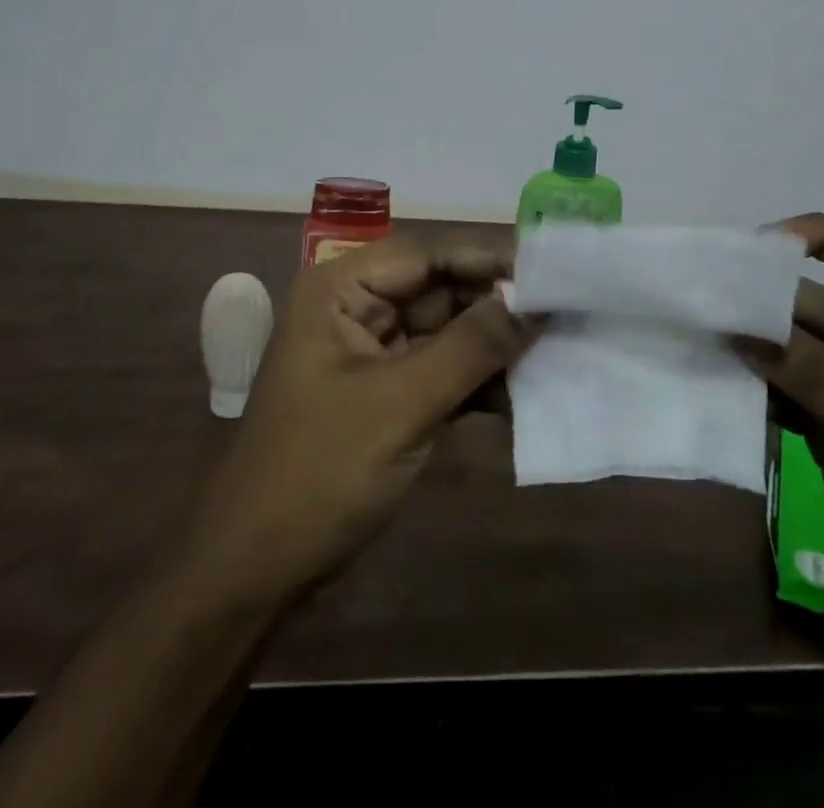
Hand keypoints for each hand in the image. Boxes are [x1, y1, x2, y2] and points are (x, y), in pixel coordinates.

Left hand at [178, 234, 530, 603]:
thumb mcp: (400, 405)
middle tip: (567, 312)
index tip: (552, 268)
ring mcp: (373, 353)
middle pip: (441, 290)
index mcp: (341, 289)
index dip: (489, 257)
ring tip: (561, 350)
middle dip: (499, 306)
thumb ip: (470, 347)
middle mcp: (358, 308)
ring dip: (496, 347)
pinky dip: (480, 384)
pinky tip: (528, 396)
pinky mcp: (388, 394)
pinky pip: (444, 372)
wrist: (255, 570)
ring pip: (448, 332)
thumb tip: (534, 303)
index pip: (427, 254)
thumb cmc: (318, 473)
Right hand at [737, 214, 823, 636]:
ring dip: (756, 343)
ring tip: (702, 333)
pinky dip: (757, 385)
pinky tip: (719, 379)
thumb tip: (744, 330)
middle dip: (772, 303)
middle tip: (709, 301)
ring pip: (798, 347)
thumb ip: (821, 381)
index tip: (769, 242)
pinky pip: (788, 388)